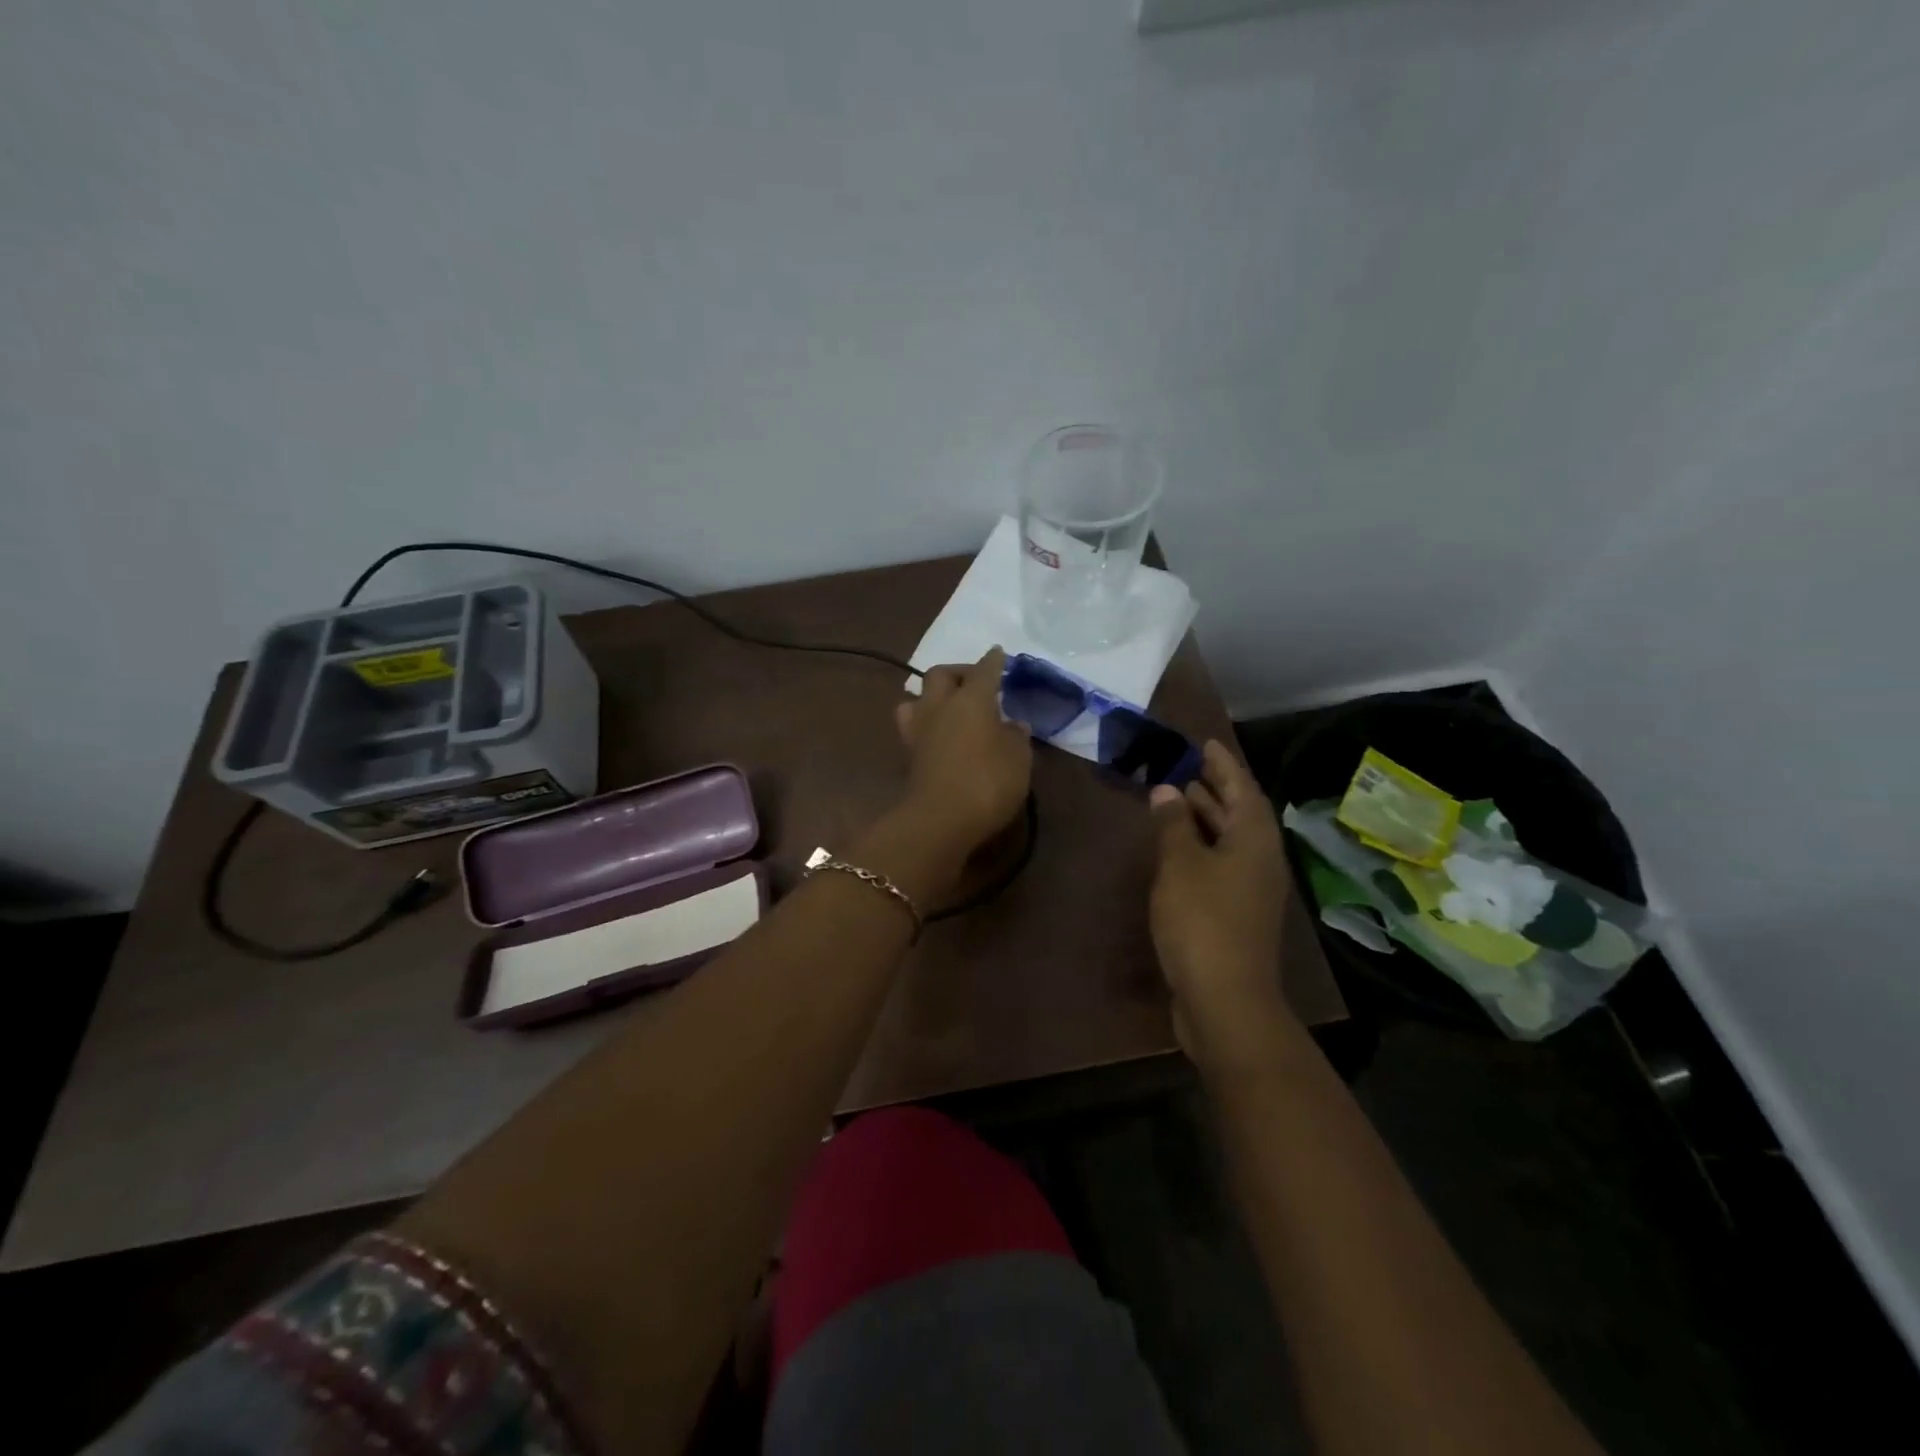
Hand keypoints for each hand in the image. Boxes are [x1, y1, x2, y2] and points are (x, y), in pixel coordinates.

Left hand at [892, 646, 1032, 861]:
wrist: (940, 820)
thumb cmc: (988, 783)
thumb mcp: (1018, 759)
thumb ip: (1016, 737)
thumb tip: (1012, 724)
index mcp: (972, 699)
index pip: (985, 670)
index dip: (994, 661)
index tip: (999, 654)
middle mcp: (941, 705)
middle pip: (941, 674)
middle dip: (958, 672)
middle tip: (974, 682)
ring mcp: (920, 728)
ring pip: (918, 696)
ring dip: (932, 695)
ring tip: (948, 705)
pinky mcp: (910, 753)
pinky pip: (914, 724)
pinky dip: (926, 721)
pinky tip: (938, 731)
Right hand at [1149, 740, 1296, 1070]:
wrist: (1225, 998)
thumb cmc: (1202, 921)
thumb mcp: (1181, 865)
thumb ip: (1173, 824)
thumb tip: (1168, 790)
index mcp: (1254, 840)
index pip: (1242, 787)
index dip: (1223, 763)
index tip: (1204, 742)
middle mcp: (1260, 859)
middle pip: (1239, 812)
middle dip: (1214, 787)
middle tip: (1185, 764)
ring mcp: (1251, 888)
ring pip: (1229, 839)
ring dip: (1205, 816)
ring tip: (1176, 796)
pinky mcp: (1237, 912)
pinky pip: (1220, 863)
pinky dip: (1200, 846)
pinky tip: (1177, 847)